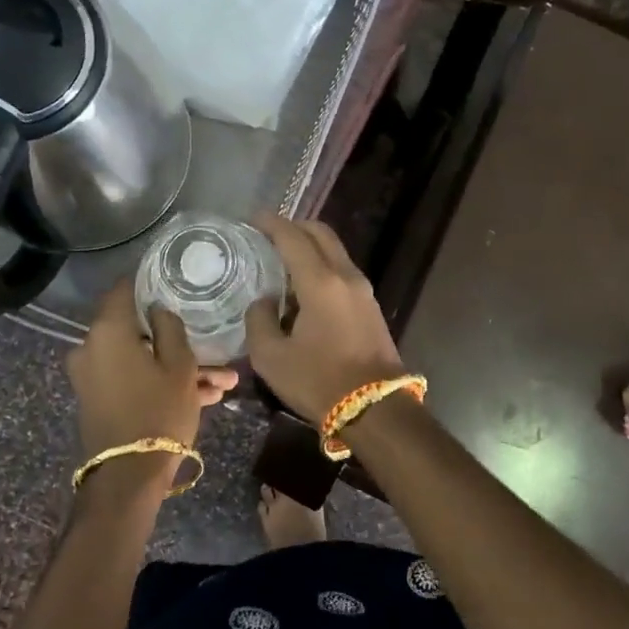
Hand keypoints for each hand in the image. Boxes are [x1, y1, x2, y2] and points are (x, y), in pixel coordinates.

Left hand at [66, 281, 237, 481]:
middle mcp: (91, 347)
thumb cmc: (158, 412)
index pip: (124, 289)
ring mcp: (91, 376)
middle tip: (211, 346)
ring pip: (141, 359)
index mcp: (108, 331)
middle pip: (137, 329)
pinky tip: (205, 396)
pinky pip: (133, 379)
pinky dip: (160, 383)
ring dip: (177, 367)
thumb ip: (170, 328)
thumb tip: (158, 310)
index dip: (149, 283)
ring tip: (222, 382)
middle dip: (176, 339)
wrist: (127, 477)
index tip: (174, 283)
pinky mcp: (97, 399)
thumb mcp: (180, 366)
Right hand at [244, 216, 404, 423]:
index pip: (293, 238)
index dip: (271, 224)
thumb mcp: (271, 357)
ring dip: (310, 246)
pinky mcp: (371, 306)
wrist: (376, 409)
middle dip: (294, 227)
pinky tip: (303, 285)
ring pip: (335, 251)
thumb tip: (263, 302)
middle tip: (268, 235)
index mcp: (320, 282)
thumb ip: (259, 321)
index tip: (253, 219)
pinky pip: (342, 270)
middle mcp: (346, 276)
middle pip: (321, 234)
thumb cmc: (319, 382)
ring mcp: (363, 290)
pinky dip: (322, 264)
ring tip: (283, 260)